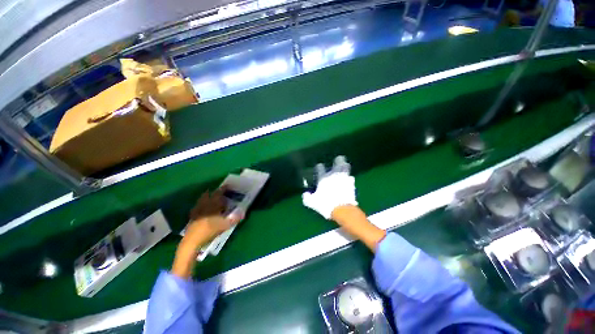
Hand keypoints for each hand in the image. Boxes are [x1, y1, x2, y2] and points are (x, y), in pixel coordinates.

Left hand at [172, 189, 242, 278]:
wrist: (192, 241)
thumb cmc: (209, 231)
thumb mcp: (224, 226)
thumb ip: (234, 219)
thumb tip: (243, 213)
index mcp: (212, 206)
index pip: (218, 194)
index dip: (223, 189)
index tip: (227, 186)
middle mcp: (204, 206)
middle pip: (209, 195)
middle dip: (214, 192)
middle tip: (220, 191)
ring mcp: (197, 211)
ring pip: (202, 200)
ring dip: (207, 197)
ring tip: (211, 196)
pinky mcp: (192, 217)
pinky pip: (197, 207)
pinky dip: (200, 204)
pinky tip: (201, 207)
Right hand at [302, 156, 384, 251]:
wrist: (342, 209)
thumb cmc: (325, 204)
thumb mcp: (313, 203)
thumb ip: (307, 198)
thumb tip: (304, 194)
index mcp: (323, 178)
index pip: (320, 168)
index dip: (319, 167)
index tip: (319, 166)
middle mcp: (334, 175)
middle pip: (338, 162)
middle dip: (339, 160)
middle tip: (339, 159)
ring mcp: (344, 179)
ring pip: (346, 168)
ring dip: (345, 167)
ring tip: (345, 166)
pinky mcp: (351, 185)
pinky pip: (351, 178)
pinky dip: (350, 179)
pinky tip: (349, 180)